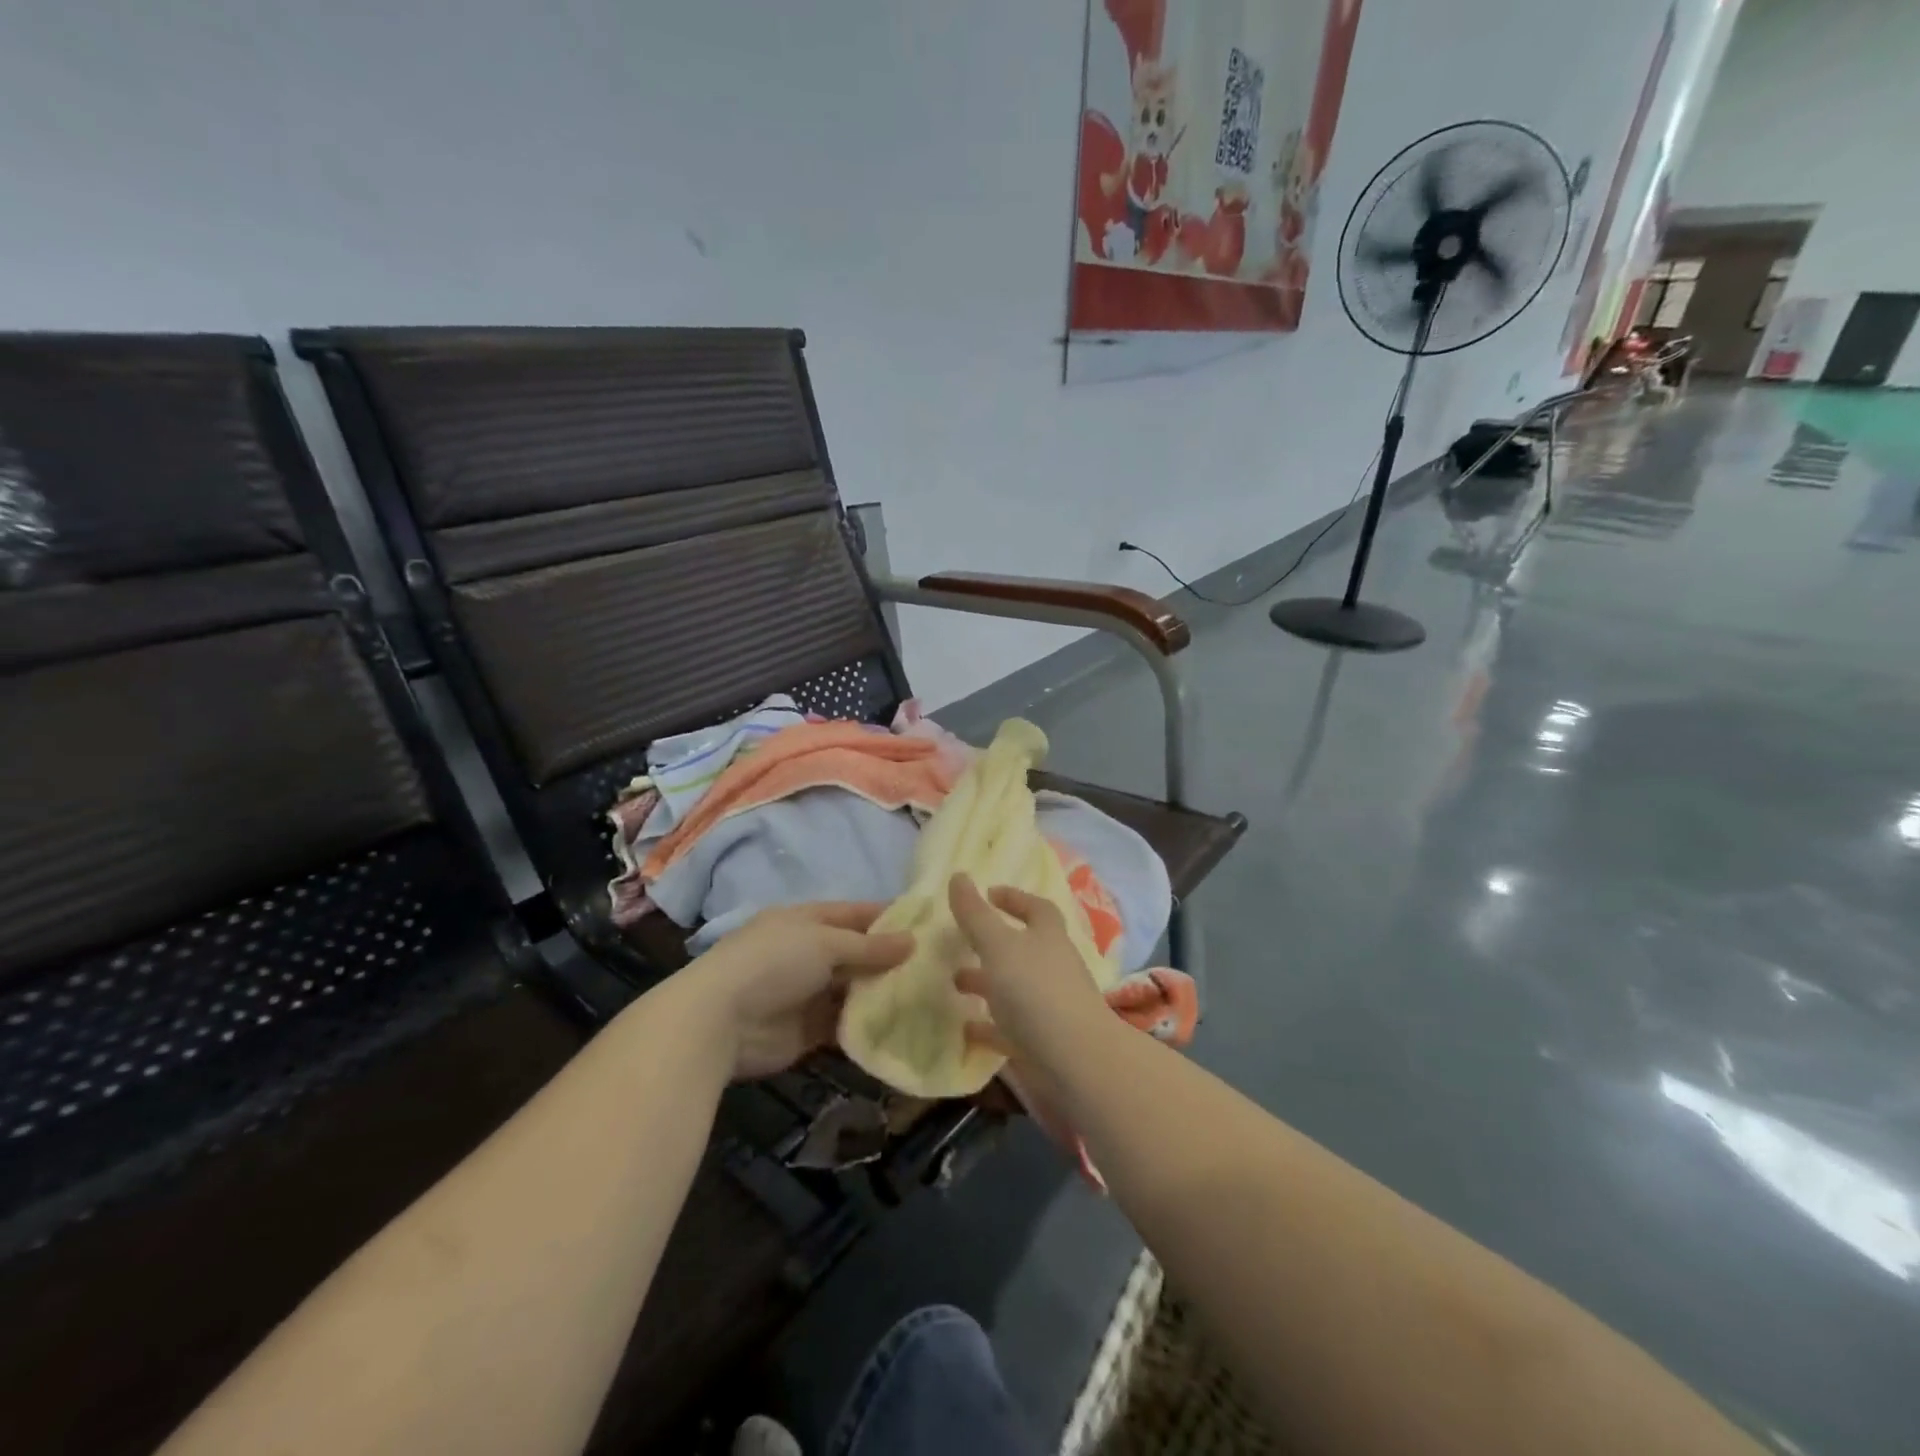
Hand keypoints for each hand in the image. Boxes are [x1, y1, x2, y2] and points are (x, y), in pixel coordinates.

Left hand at [690, 903, 911, 1079]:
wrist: (719, 1021)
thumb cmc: (773, 963)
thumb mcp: (825, 943)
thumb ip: (869, 946)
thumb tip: (912, 941)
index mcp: (806, 921)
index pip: (855, 913)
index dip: (888, 917)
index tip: (928, 924)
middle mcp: (808, 953)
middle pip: (857, 954)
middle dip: (891, 960)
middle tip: (939, 967)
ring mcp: (807, 993)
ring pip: (854, 990)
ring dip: (882, 994)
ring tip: (929, 997)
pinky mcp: (808, 1031)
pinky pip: (845, 1025)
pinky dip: (868, 1026)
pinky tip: (901, 1026)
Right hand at [947, 875, 1108, 1067]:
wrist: (1075, 1061)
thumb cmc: (1036, 991)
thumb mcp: (998, 945)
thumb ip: (975, 914)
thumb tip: (958, 875)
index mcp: (1048, 937)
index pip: (1036, 908)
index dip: (1014, 898)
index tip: (988, 894)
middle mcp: (1053, 967)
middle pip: (1023, 948)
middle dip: (992, 943)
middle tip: (960, 941)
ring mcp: (1050, 1006)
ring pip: (1015, 988)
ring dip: (986, 983)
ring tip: (953, 983)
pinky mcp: (1043, 1041)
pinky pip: (1011, 1028)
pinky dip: (989, 1026)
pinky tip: (965, 1029)